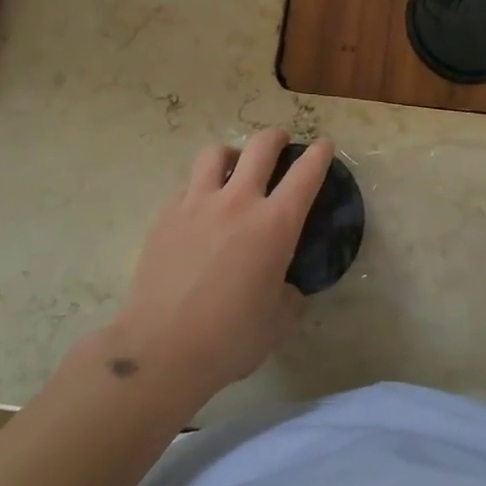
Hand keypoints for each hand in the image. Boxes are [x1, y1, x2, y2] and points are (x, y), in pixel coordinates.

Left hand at [107, 129, 331, 402]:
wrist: (161, 348)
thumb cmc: (230, 338)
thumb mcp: (278, 321)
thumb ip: (289, 296)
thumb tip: (285, 287)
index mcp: (275, 224)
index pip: (306, 174)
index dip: (319, 154)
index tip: (324, 145)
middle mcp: (238, 202)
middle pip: (261, 146)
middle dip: (276, 137)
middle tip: (281, 142)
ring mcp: (197, 204)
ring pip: (216, 153)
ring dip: (232, 154)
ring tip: (234, 167)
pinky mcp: (166, 216)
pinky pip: (189, 185)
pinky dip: (201, 187)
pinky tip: (201, 209)